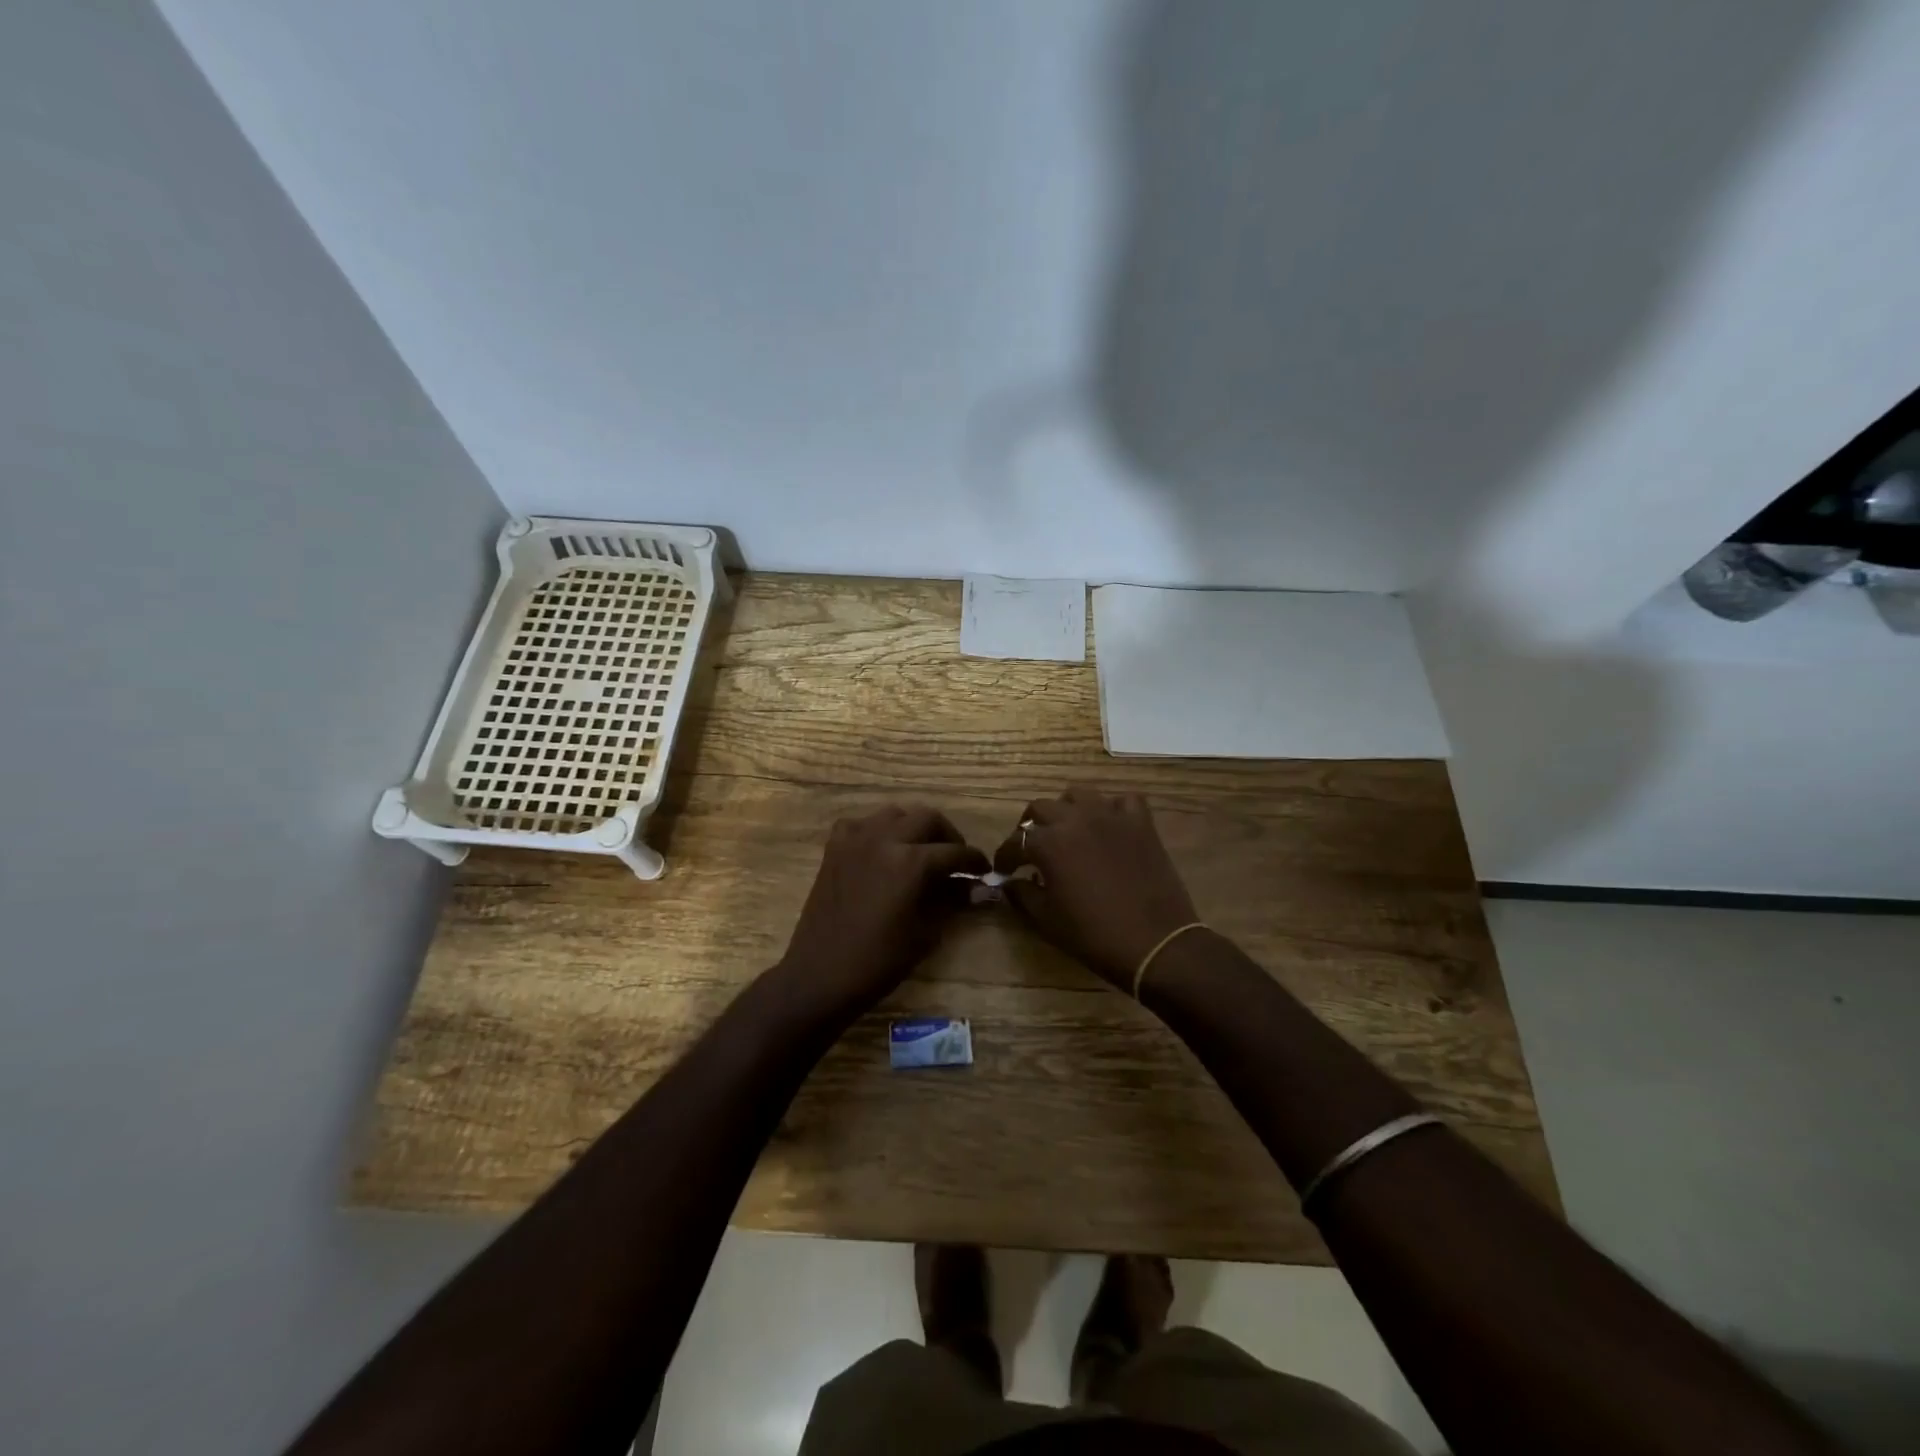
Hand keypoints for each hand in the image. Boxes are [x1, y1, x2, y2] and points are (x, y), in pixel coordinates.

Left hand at [775, 805, 987, 1021]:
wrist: (821, 974)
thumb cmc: (879, 961)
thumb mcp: (925, 932)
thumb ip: (951, 900)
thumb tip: (973, 886)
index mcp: (911, 862)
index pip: (954, 852)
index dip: (975, 860)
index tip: (985, 870)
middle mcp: (884, 839)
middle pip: (927, 818)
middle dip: (947, 836)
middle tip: (955, 859)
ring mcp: (855, 839)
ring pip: (895, 813)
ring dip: (914, 827)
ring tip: (921, 850)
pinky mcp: (834, 848)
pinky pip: (861, 824)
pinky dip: (877, 830)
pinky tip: (882, 850)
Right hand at [993, 788, 1199, 990]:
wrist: (1155, 943)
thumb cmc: (1094, 935)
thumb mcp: (1048, 920)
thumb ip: (1023, 895)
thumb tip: (1009, 884)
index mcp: (1049, 843)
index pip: (1015, 841)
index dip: (1005, 857)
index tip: (1003, 871)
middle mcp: (1076, 819)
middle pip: (1042, 808)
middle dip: (1030, 827)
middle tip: (1032, 849)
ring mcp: (1111, 816)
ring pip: (1079, 795)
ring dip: (1067, 810)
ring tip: (1068, 830)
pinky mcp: (1141, 823)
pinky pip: (1123, 801)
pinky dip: (1112, 809)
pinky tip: (1110, 826)